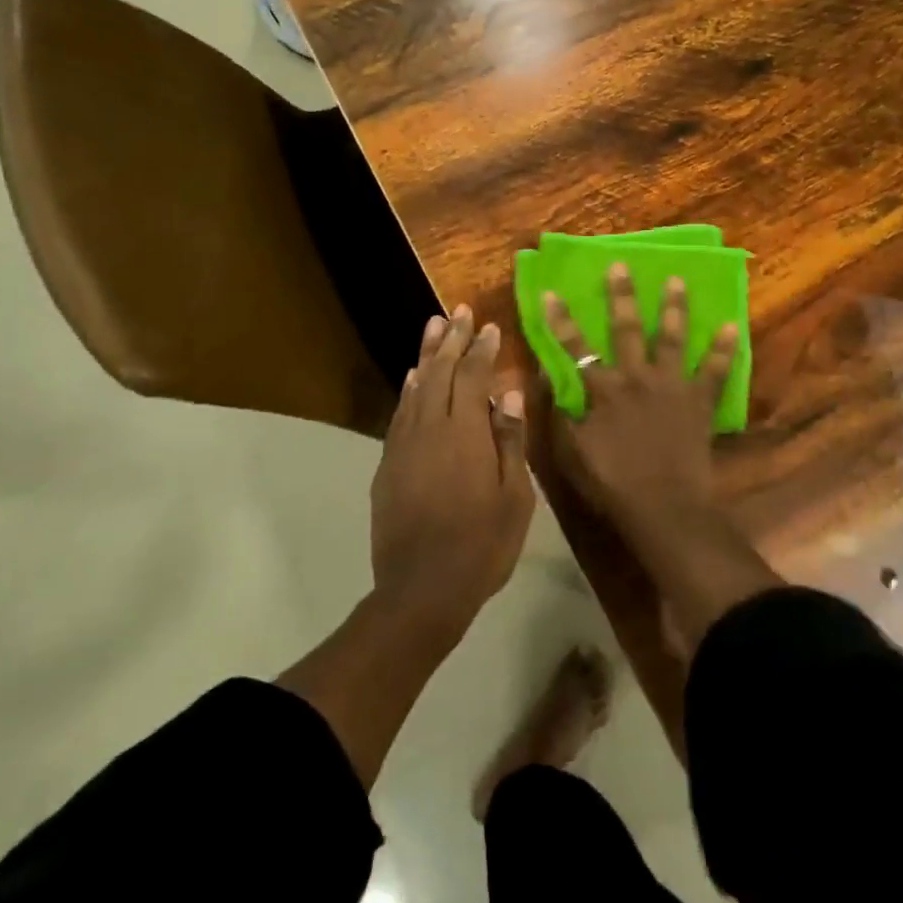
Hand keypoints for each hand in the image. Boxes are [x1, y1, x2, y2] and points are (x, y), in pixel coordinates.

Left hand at [370, 306, 534, 642]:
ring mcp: (404, 446)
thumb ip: (510, 441)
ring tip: (433, 326)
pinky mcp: (388, 465)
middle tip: (458, 311)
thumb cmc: (481, 545)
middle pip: (439, 372)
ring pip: (415, 387)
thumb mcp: (514, 497)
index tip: (489, 326)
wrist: (421, 591)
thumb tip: (510, 395)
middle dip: (450, 339)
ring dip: (426, 355)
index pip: (472, 377)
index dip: (481, 349)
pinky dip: (408, 389)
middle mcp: (429, 429)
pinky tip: (414, 377)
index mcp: (465, 433)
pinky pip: (400, 413)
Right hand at [542, 265, 737, 531]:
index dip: (560, 320)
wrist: (663, 506)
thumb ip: (560, 412)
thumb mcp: (571, 452)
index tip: (551, 292)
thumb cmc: (612, 483)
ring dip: (673, 307)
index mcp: (603, 389)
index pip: (575, 347)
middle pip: (627, 328)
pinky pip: (715, 370)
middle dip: (621, 295)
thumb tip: (547, 377)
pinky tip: (732, 325)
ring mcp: (672, 385)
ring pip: (672, 337)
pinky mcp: (699, 401)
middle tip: (621, 265)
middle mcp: (637, 377)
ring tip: (676, 280)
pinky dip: (724, 349)